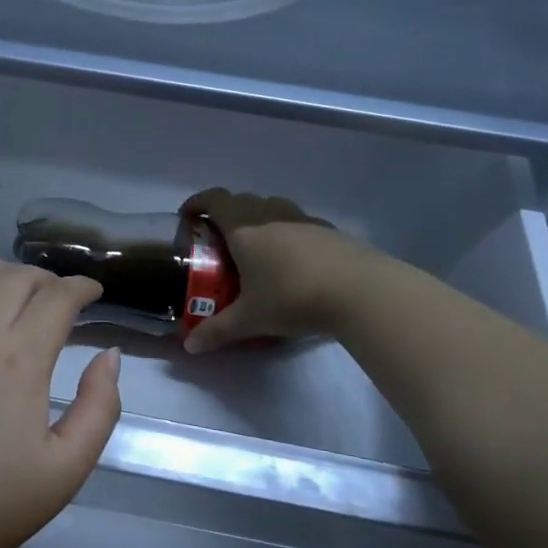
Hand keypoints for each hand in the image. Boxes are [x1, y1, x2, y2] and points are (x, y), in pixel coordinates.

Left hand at [0, 260, 122, 547]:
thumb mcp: (65, 472)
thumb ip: (99, 408)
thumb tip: (109, 355)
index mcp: (18, 358)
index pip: (57, 296)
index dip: (81, 287)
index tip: (91, 293)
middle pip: (14, 277)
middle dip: (44, 279)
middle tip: (52, 298)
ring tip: (6, 291)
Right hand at [180, 189, 360, 353]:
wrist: (360, 291)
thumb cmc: (292, 298)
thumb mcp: (250, 319)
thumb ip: (217, 331)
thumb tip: (189, 347)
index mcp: (244, 228)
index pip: (214, 200)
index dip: (197, 203)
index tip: (187, 216)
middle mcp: (271, 215)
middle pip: (242, 201)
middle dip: (225, 214)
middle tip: (218, 240)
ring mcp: (303, 219)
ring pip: (272, 208)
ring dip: (258, 219)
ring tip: (256, 249)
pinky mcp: (329, 231)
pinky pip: (298, 223)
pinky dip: (286, 233)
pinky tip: (293, 261)